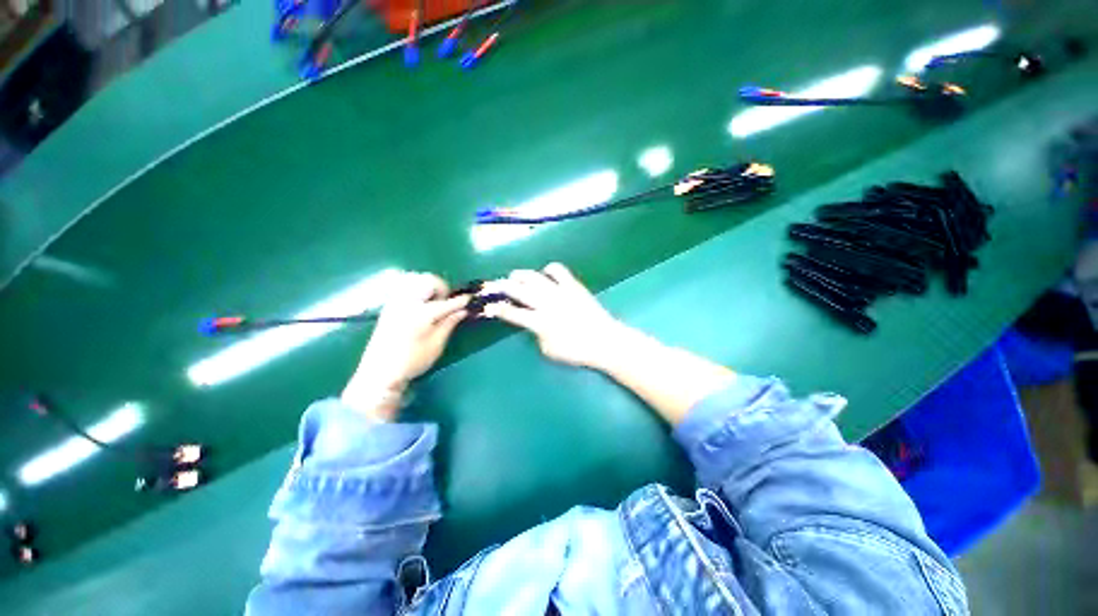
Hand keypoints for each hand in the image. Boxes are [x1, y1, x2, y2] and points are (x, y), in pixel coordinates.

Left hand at [343, 272, 467, 418]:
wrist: (379, 372)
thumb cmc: (412, 361)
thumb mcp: (436, 344)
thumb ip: (449, 323)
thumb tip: (463, 310)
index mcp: (422, 313)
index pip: (447, 302)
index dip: (461, 300)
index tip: (471, 299)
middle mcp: (407, 302)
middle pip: (428, 280)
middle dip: (442, 287)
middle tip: (446, 302)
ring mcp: (396, 301)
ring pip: (415, 279)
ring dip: (428, 285)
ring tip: (433, 301)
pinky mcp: (389, 305)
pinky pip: (405, 285)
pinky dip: (416, 287)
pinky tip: (421, 301)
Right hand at [484, 263, 627, 368]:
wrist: (604, 340)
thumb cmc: (576, 350)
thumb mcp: (549, 350)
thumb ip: (537, 335)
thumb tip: (533, 323)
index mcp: (539, 322)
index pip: (512, 313)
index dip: (497, 309)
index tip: (489, 305)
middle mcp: (546, 304)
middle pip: (518, 290)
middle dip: (502, 286)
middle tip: (494, 285)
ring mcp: (560, 292)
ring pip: (534, 276)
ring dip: (520, 275)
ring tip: (515, 276)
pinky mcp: (573, 285)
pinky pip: (557, 270)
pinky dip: (548, 269)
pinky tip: (546, 275)